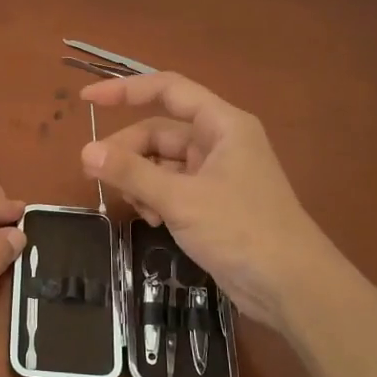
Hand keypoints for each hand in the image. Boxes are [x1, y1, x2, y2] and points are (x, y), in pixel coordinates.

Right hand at [79, 73, 344, 329]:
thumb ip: (132, 173)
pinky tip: (152, 221)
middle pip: (159, 131)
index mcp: (222, 125)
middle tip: (95, 175)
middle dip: (127, 151)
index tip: (86, 100)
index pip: (168, 90)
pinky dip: (155, 199)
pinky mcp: (213, 203)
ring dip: (140, 180)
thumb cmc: (241, 230)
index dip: (125, 90)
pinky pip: (172, 188)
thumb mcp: (181, 199)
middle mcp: (219, 142)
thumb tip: (85, 152)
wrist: (291, 286)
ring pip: (162, 162)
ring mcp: (216, 174)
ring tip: (133, 206)